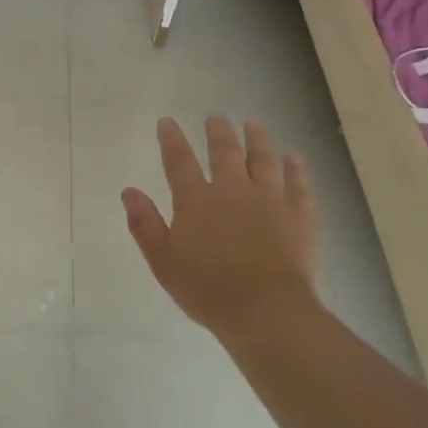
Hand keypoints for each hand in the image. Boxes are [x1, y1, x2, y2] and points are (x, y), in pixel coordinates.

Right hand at [123, 117, 317, 343]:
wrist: (264, 310)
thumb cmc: (206, 289)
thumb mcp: (163, 261)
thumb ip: (144, 224)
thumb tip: (129, 191)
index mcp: (196, 200)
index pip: (179, 161)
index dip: (171, 139)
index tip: (166, 121)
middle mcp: (233, 190)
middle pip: (225, 152)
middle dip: (218, 132)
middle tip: (216, 117)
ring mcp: (270, 200)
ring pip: (264, 159)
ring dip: (258, 139)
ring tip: (254, 124)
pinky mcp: (298, 215)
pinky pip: (298, 184)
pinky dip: (296, 168)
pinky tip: (295, 158)